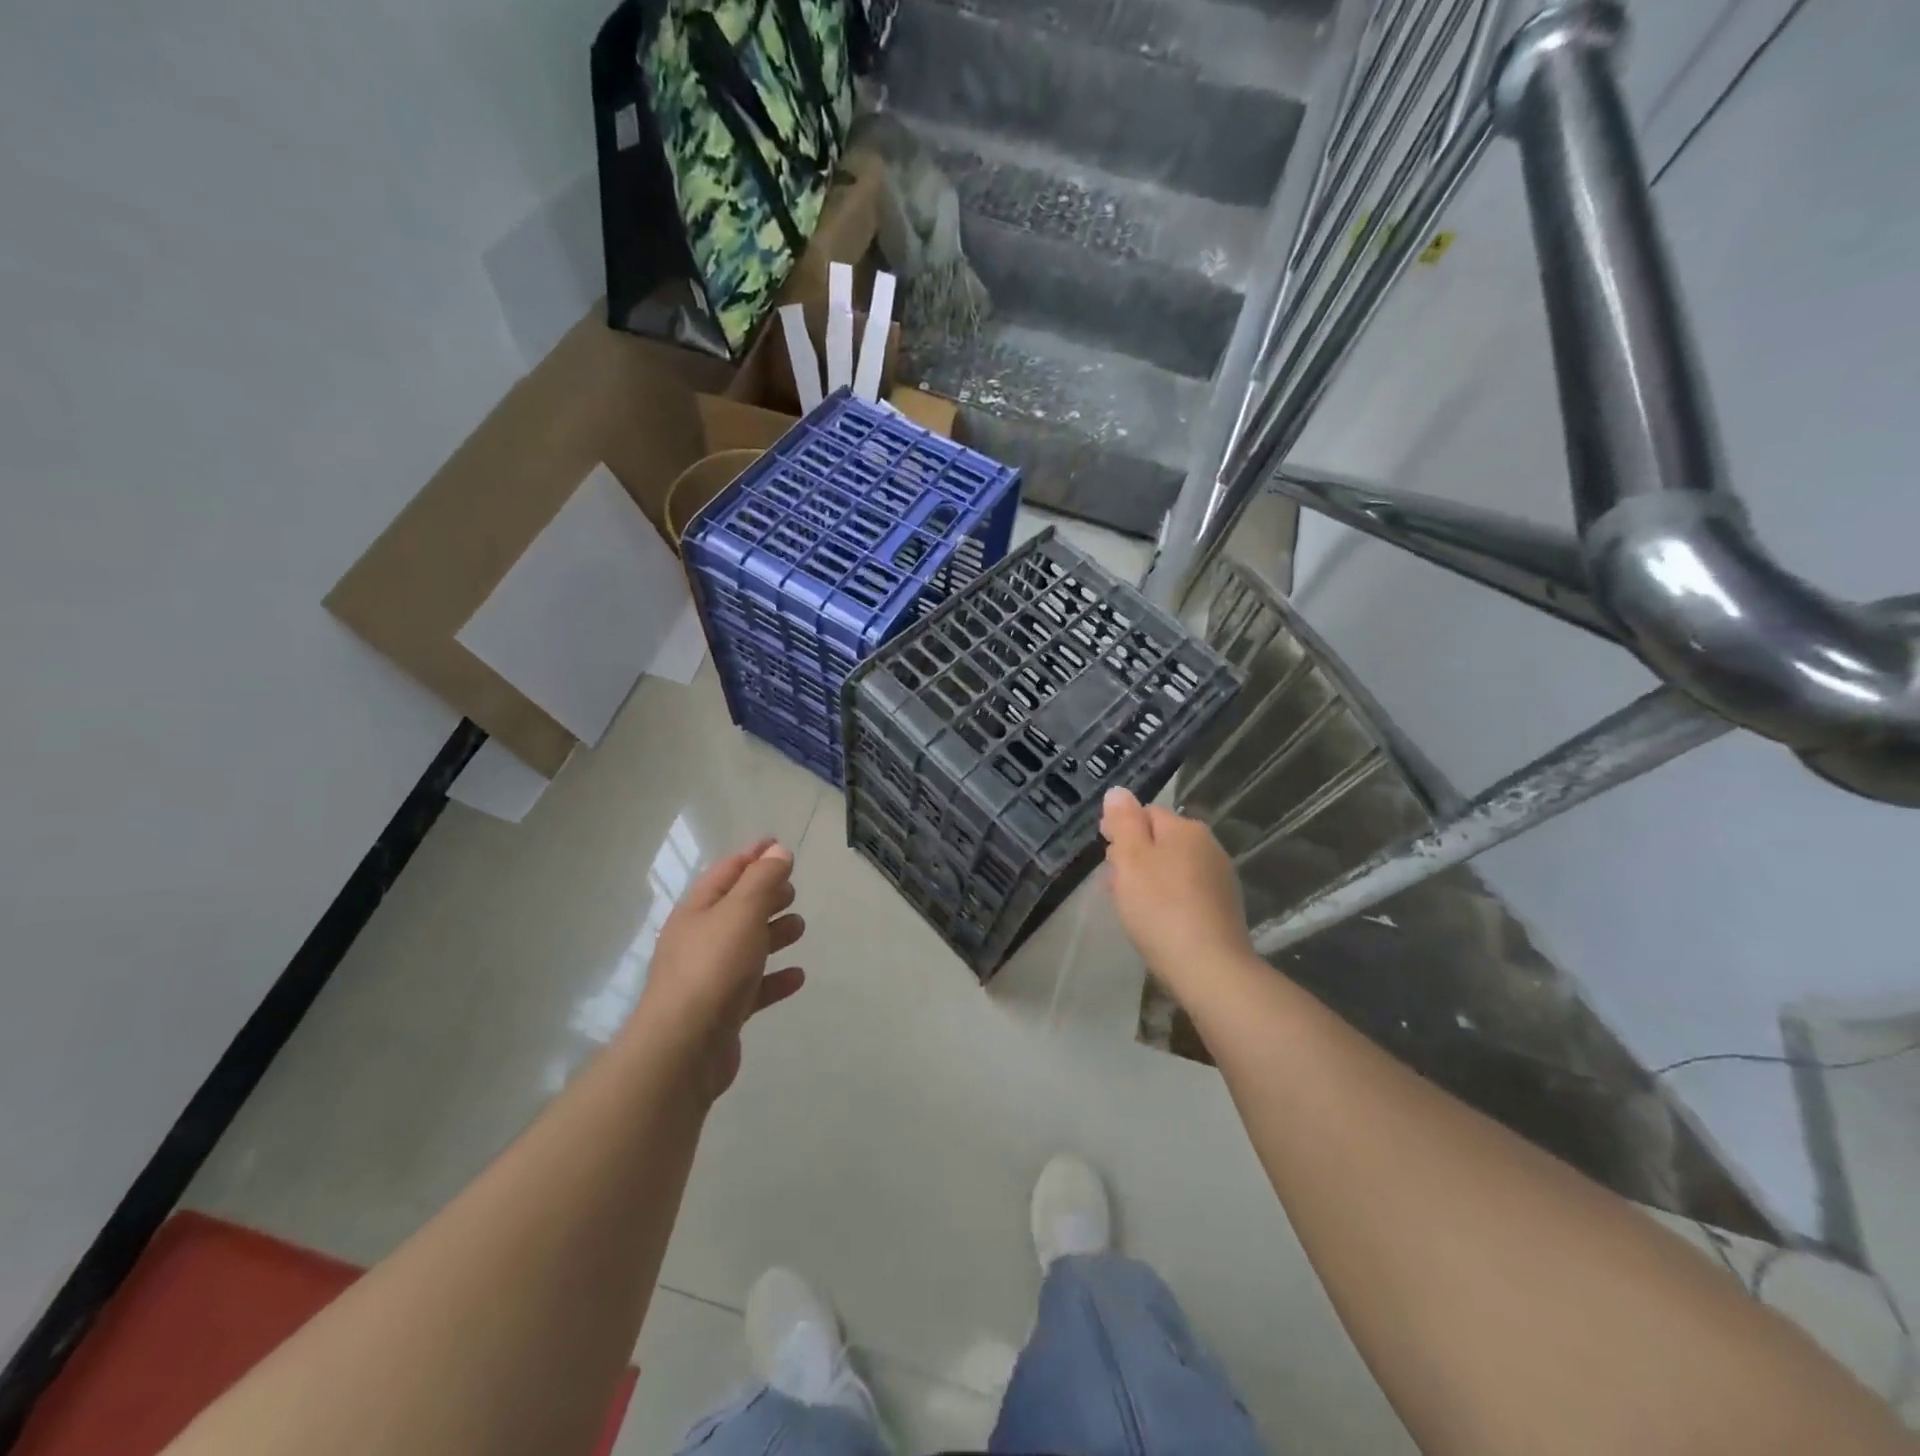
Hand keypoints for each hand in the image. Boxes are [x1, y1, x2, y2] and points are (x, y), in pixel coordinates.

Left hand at [634, 838, 805, 1102]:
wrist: (683, 1049)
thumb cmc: (713, 968)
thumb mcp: (741, 912)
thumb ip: (762, 880)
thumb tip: (777, 850)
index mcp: (698, 910)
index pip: (727, 871)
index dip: (754, 856)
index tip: (779, 845)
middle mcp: (700, 939)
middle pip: (737, 908)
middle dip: (765, 895)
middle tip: (793, 890)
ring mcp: (709, 977)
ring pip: (747, 946)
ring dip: (773, 934)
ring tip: (799, 928)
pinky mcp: (722, 1012)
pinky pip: (754, 987)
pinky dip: (775, 978)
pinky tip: (797, 977)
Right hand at [1100, 788, 1255, 1010]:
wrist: (1209, 967)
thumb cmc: (1160, 907)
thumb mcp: (1131, 858)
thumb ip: (1123, 821)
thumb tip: (1118, 792)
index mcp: (1185, 828)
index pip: (1145, 813)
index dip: (1121, 831)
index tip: (1105, 857)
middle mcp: (1208, 845)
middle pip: (1160, 840)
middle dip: (1134, 856)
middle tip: (1114, 884)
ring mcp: (1220, 877)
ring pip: (1172, 867)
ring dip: (1149, 879)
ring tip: (1131, 906)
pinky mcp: (1223, 907)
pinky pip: (1186, 891)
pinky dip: (1167, 899)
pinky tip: (1156, 921)